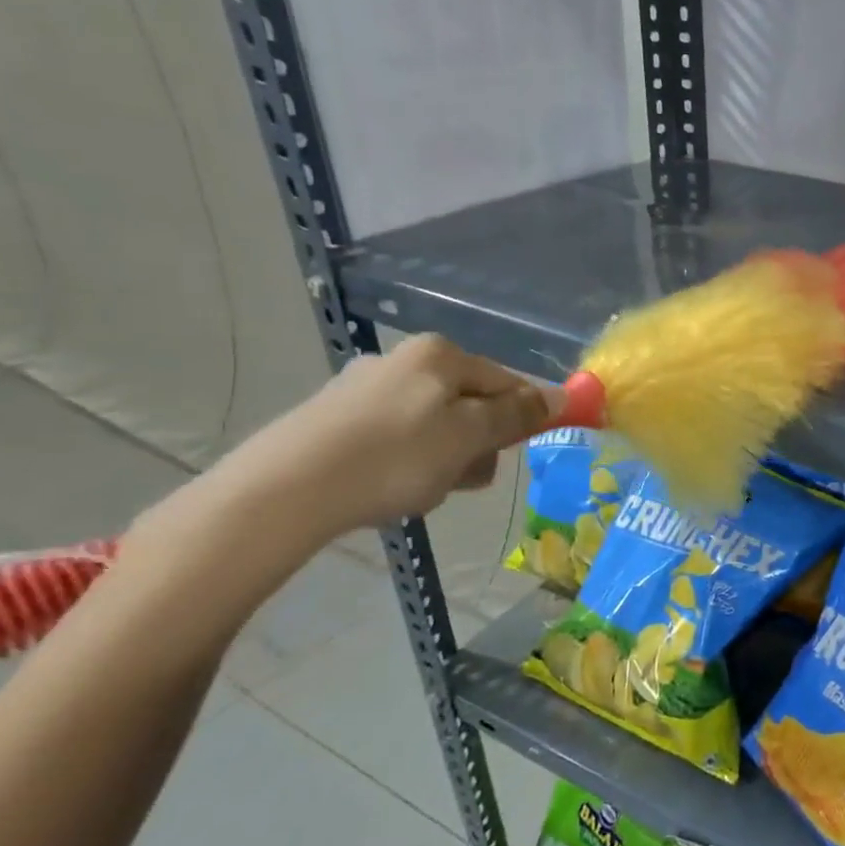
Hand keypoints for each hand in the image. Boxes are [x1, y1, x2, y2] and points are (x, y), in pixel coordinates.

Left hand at [217, 334, 561, 538]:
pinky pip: (397, 438)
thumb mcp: (470, 436)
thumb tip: (561, 396)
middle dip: (476, 444)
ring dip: (444, 458)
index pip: (507, 383)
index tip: (512, 455)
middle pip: (470, 404)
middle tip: (461, 478)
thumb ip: (517, 414)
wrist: (283, 492)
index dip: (520, 420)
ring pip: (435, 425)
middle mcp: (404, 359)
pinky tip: (389, 488)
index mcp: (441, 354)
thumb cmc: (395, 458)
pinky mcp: (335, 418)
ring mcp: (365, 387)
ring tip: (421, 490)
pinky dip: (405, 463)